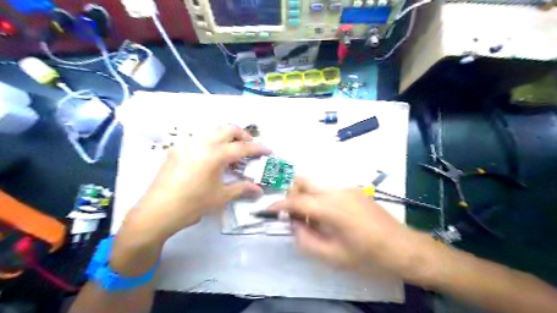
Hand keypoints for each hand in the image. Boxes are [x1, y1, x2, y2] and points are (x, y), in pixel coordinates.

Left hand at [123, 124, 269, 241]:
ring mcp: (187, 142)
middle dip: (243, 134)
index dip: (258, 148)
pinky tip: (212, 154)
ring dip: (227, 134)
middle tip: (250, 146)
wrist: (157, 211)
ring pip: (212, 129)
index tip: (269, 149)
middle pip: (228, 128)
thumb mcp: (220, 196)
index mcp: (215, 154)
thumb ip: (242, 188)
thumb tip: (259, 190)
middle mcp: (202, 142)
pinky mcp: (177, 147)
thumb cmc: (192, 204)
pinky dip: (212, 139)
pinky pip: (199, 136)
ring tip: (232, 148)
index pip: (243, 147)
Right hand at [268, 178, 427, 277]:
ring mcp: (346, 187)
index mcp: (329, 208)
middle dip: (292, 194)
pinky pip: (327, 187)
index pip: (296, 201)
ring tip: (310, 217)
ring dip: (305, 195)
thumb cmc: (367, 255)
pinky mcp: (353, 189)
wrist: (402, 246)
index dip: (279, 205)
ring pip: (315, 182)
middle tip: (293, 214)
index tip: (267, 210)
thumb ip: (306, 239)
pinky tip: (326, 214)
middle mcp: (335, 191)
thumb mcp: (332, 256)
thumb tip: (292, 224)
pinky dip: (318, 196)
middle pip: (303, 180)